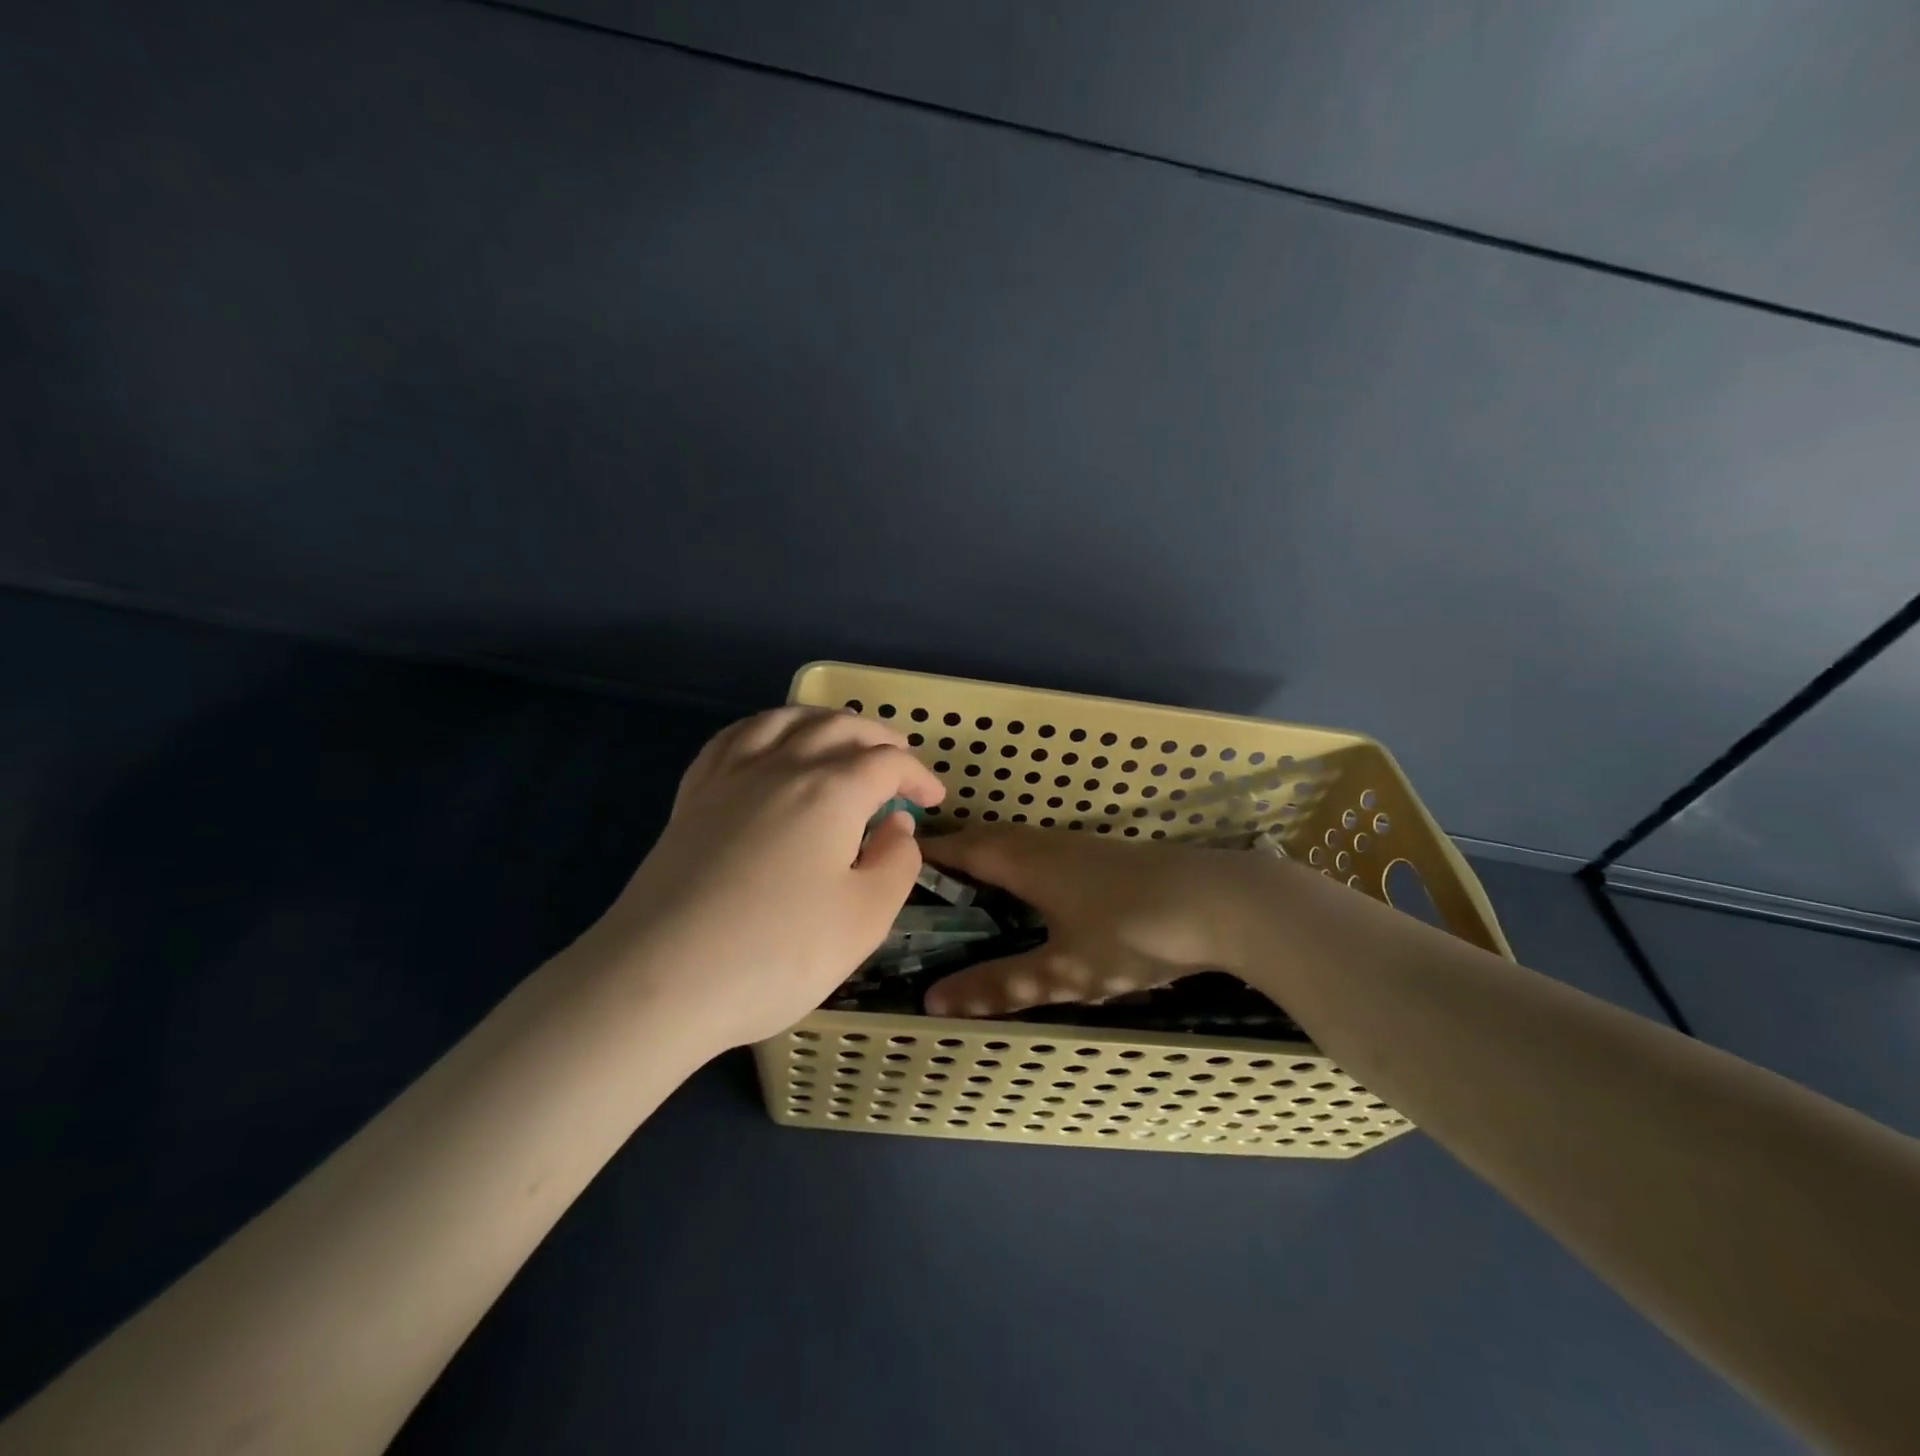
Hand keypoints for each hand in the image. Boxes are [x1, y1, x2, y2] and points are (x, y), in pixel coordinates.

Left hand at [586, 707, 944, 1049]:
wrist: (659, 980)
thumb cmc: (776, 953)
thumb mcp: (864, 918)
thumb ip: (896, 863)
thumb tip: (896, 825)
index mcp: (830, 791)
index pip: (886, 763)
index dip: (917, 775)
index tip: (934, 799)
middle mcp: (781, 767)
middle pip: (837, 727)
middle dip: (876, 737)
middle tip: (898, 759)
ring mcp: (729, 778)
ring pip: (782, 720)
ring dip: (821, 719)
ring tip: (839, 734)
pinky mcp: (692, 799)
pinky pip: (733, 739)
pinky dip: (764, 728)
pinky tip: (767, 743)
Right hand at [917, 825, 1260, 1017]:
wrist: (1223, 901)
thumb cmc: (1132, 932)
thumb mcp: (1062, 970)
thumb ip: (1000, 985)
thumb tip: (932, 1000)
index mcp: (1023, 860)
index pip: (960, 849)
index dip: (926, 856)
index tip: (893, 866)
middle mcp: (1045, 843)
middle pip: (985, 841)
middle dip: (952, 858)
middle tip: (922, 888)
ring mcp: (1079, 845)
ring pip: (1017, 845)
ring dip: (987, 860)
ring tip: (965, 893)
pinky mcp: (1106, 855)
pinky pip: (1042, 853)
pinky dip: (1018, 867)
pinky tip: (1029, 895)